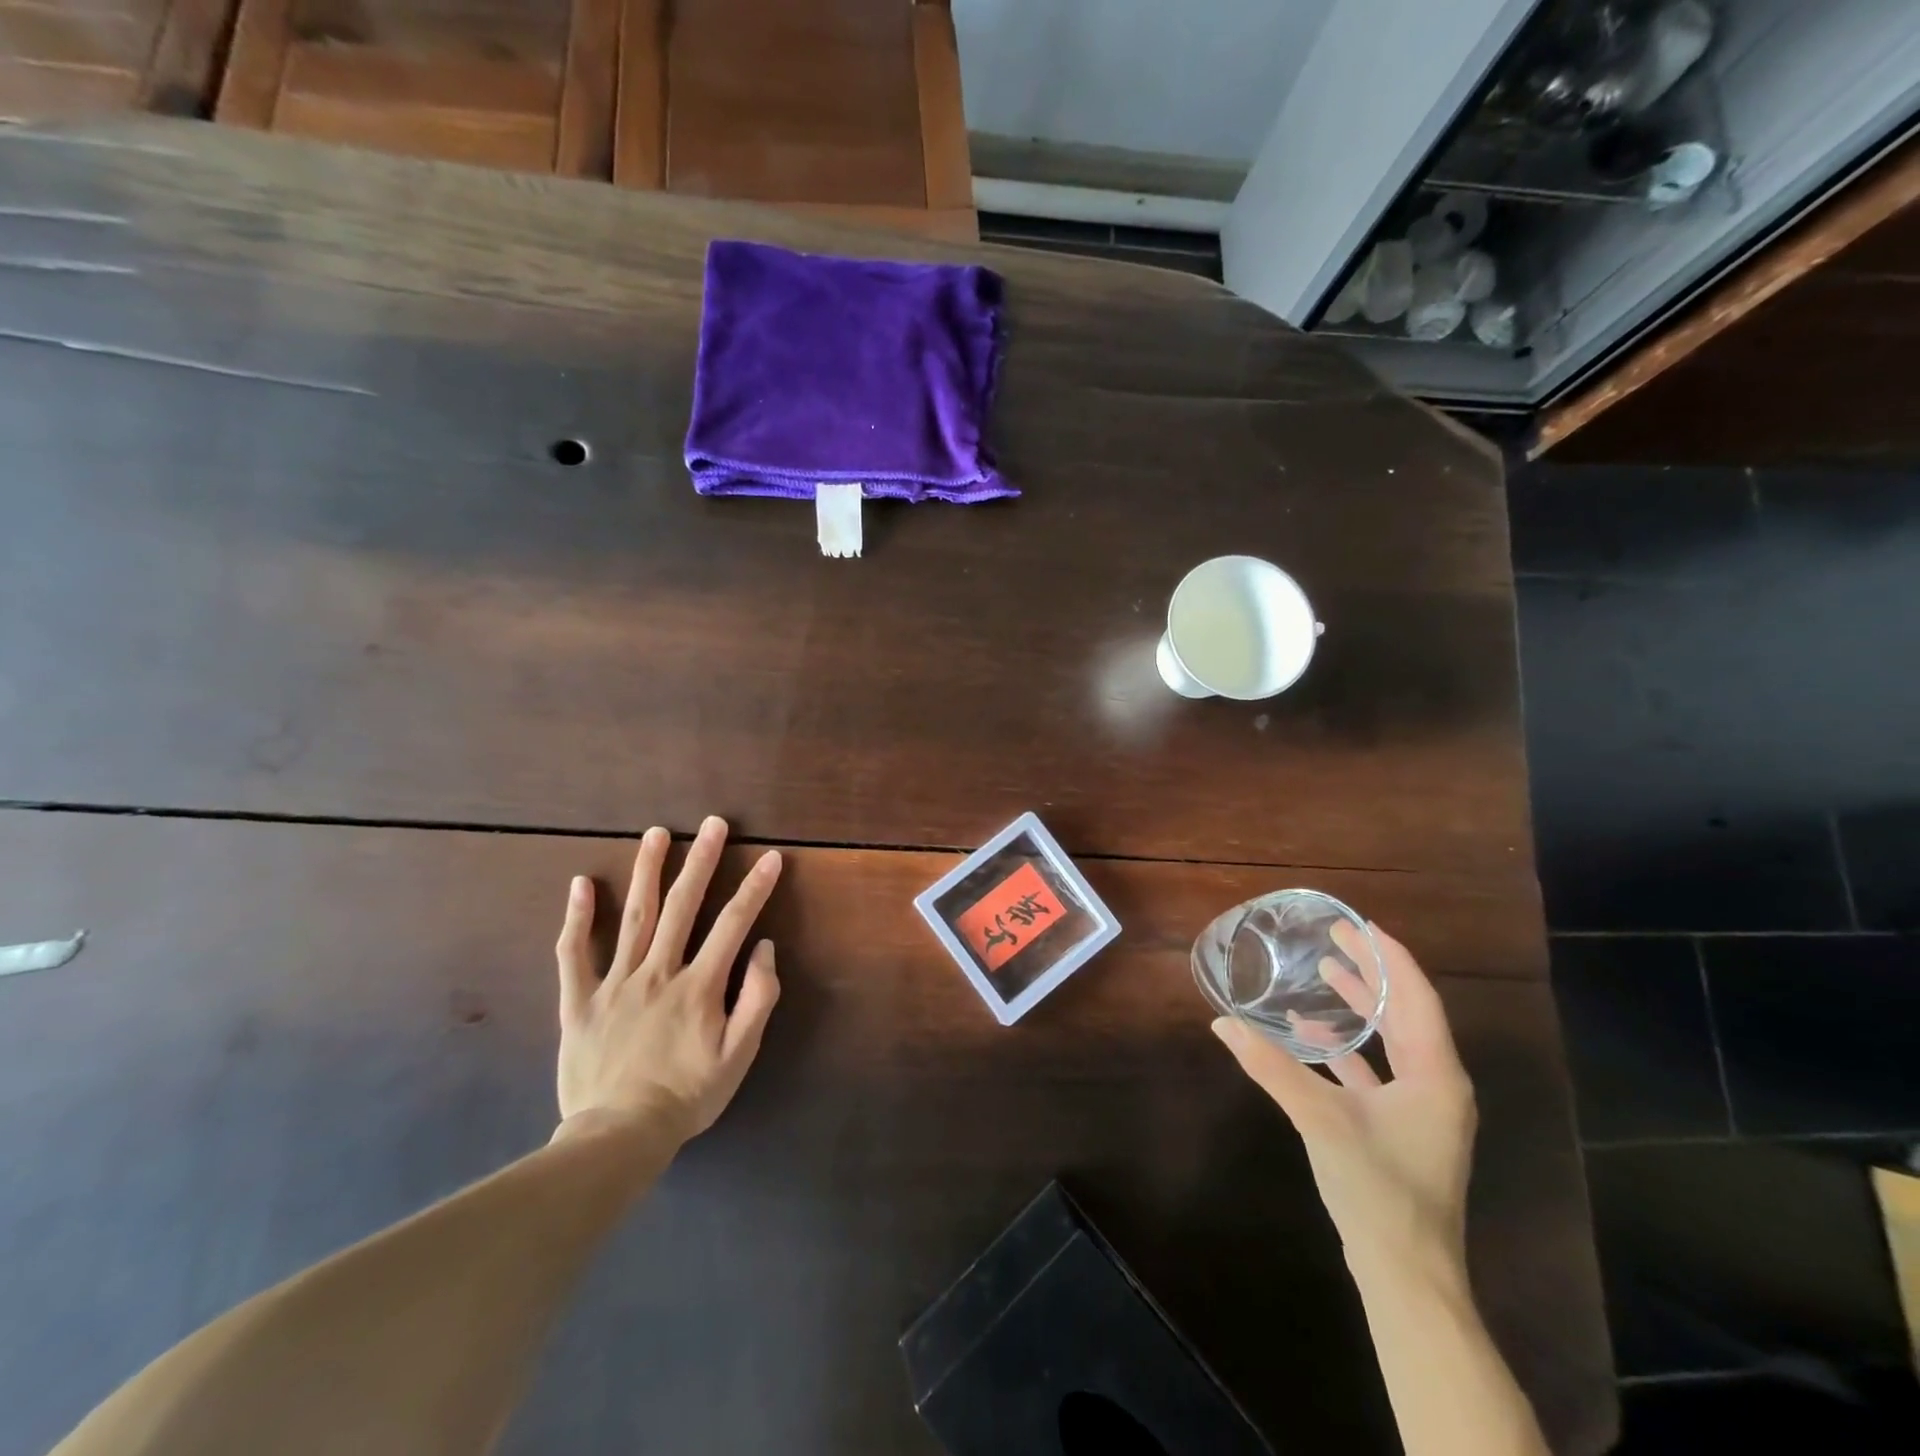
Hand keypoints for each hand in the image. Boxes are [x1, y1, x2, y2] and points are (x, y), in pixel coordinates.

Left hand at [553, 816, 781, 1145]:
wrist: (619, 1137)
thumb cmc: (688, 1095)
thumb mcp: (739, 1055)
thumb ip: (758, 998)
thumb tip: (765, 948)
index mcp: (699, 985)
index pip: (733, 924)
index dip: (755, 888)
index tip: (770, 857)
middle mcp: (658, 972)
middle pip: (682, 906)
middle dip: (701, 861)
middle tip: (713, 824)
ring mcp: (615, 983)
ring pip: (633, 916)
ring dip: (646, 871)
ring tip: (656, 833)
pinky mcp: (579, 1001)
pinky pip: (573, 954)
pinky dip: (576, 918)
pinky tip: (581, 883)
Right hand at [1213, 922, 1475, 1275]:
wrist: (1406, 1275)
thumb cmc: (1378, 1188)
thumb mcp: (1320, 1119)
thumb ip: (1270, 1067)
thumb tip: (1222, 1024)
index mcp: (1435, 1074)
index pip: (1416, 997)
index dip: (1391, 957)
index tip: (1361, 924)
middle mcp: (1437, 1085)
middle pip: (1406, 1013)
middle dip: (1373, 974)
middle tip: (1336, 939)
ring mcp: (1422, 1109)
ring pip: (1393, 1041)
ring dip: (1362, 1007)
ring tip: (1327, 973)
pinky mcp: (1403, 1129)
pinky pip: (1378, 1070)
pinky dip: (1349, 1047)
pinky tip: (1312, 1038)